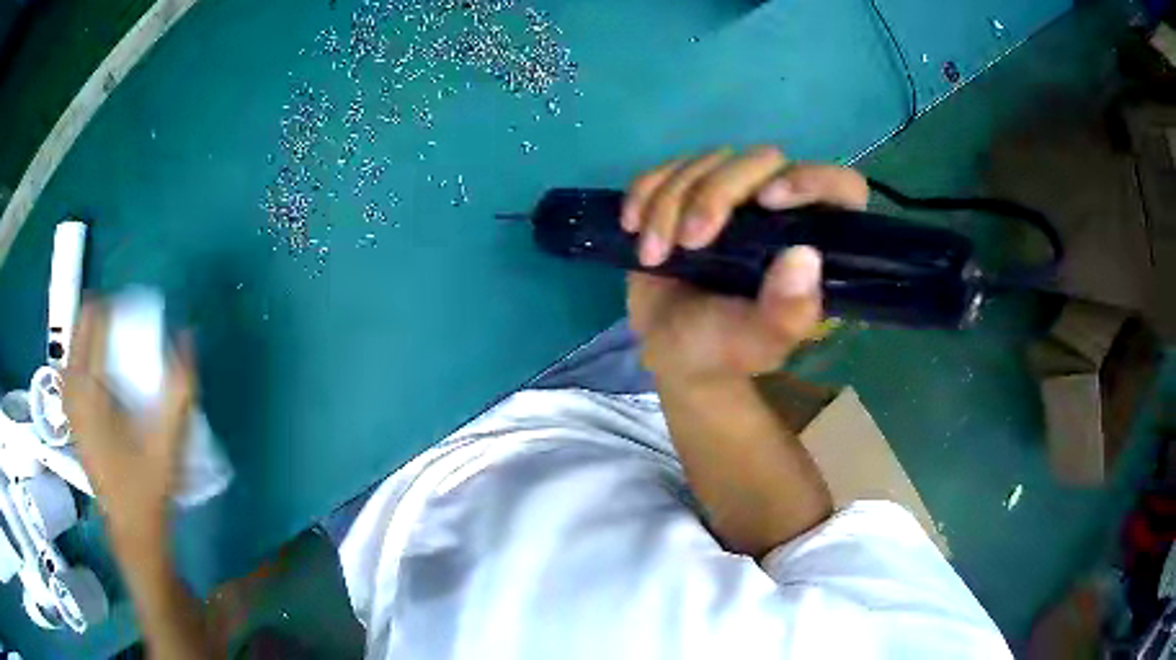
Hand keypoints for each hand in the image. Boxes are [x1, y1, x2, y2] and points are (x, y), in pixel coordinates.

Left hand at [63, 302, 194, 548]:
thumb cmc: (148, 486)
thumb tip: (186, 335)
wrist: (131, 530)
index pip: (94, 322)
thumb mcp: (169, 439)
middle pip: (79, 328)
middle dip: (100, 316)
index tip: (135, 311)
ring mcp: (68, 405)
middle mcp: (73, 390)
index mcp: (90, 390)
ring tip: (112, 338)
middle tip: (125, 323)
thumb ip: (179, 387)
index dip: (114, 307)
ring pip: (72, 348)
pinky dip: (83, 356)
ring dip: (89, 334)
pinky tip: (98, 369)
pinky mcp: (71, 418)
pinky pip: (71, 369)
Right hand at [623, 146, 868, 382]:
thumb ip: (786, 314)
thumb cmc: (722, 349)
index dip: (814, 180)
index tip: (769, 201)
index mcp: (813, 241)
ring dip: (670, 201)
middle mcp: (780, 208)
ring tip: (654, 254)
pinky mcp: (688, 191)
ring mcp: (732, 195)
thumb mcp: (757, 343)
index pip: (841, 188)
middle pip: (762, 160)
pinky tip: (633, 226)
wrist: (669, 348)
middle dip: (716, 195)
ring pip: (709, 160)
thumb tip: (803, 258)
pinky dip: (645, 190)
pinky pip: (667, 167)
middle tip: (690, 243)